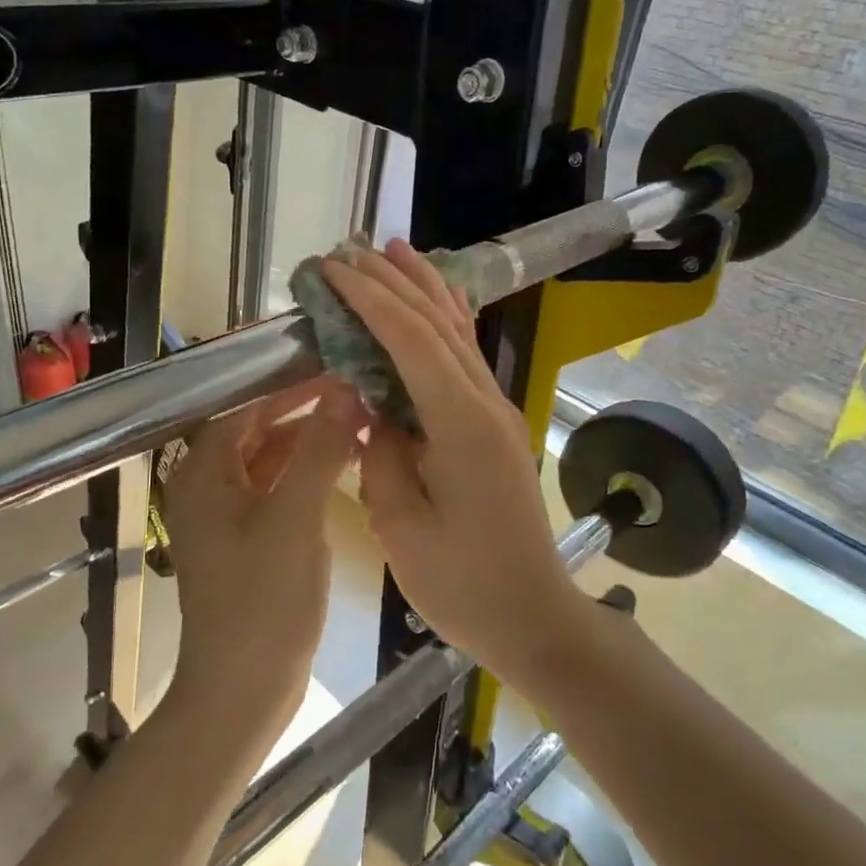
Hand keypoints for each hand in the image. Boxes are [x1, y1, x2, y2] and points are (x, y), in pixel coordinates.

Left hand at [163, 377, 367, 725]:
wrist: (243, 693)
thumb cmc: (262, 603)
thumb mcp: (294, 519)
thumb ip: (319, 451)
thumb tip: (345, 390)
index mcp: (202, 473)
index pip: (245, 406)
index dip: (289, 384)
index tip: (337, 364)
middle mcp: (207, 486)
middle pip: (256, 429)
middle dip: (303, 409)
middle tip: (355, 388)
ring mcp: (227, 515)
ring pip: (269, 459)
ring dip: (308, 440)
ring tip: (359, 418)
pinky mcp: (248, 539)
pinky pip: (277, 488)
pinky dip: (306, 473)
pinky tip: (345, 462)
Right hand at [320, 243, 585, 688]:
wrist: (533, 616)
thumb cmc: (463, 585)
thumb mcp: (402, 527)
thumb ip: (380, 455)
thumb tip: (373, 410)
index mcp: (461, 425)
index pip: (411, 340)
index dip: (370, 299)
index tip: (332, 270)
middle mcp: (485, 403)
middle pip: (437, 323)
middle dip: (391, 281)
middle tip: (348, 249)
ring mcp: (496, 410)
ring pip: (458, 331)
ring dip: (422, 287)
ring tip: (392, 250)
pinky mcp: (494, 424)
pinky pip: (464, 357)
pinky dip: (443, 320)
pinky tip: (431, 303)